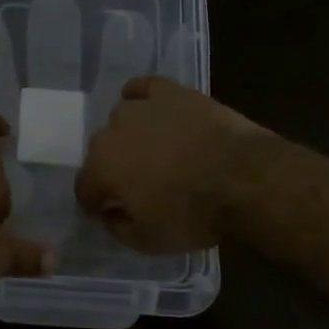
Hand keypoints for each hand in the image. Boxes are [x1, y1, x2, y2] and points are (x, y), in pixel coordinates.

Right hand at [76, 77, 274, 252]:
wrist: (244, 178)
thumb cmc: (193, 214)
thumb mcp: (148, 241)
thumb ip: (118, 228)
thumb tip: (109, 214)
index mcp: (101, 168)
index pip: (84, 187)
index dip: (95, 203)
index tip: (110, 213)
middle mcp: (112, 131)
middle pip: (101, 152)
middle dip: (114, 169)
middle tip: (139, 185)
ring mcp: (141, 107)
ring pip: (121, 120)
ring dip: (130, 136)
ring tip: (154, 151)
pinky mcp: (170, 92)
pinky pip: (143, 88)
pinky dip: (140, 97)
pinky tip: (149, 108)